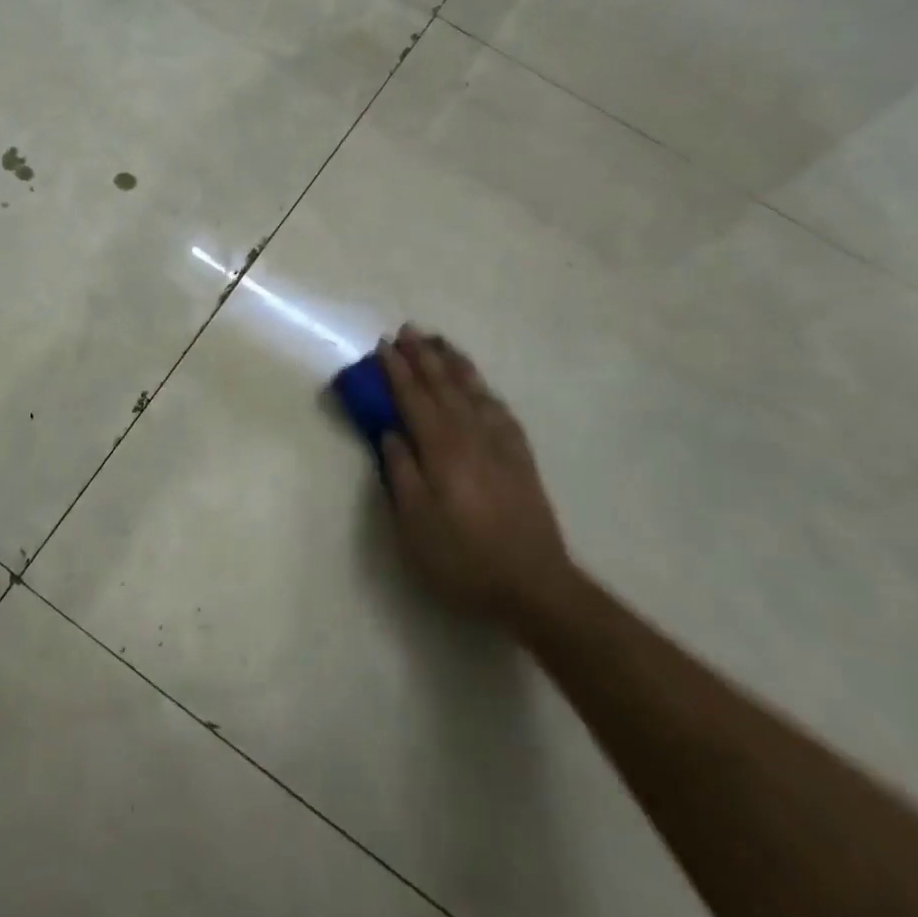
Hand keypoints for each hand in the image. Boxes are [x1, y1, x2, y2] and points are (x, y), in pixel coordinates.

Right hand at [378, 326, 575, 627]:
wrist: (534, 586)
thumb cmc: (463, 559)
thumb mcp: (415, 524)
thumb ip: (401, 472)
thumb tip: (390, 432)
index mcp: (441, 450)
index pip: (414, 399)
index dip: (397, 371)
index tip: (383, 346)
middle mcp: (471, 436)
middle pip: (444, 386)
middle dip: (423, 356)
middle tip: (407, 330)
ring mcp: (500, 445)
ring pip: (474, 391)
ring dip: (454, 363)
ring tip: (440, 342)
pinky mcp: (520, 458)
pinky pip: (500, 410)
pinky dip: (484, 390)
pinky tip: (480, 386)